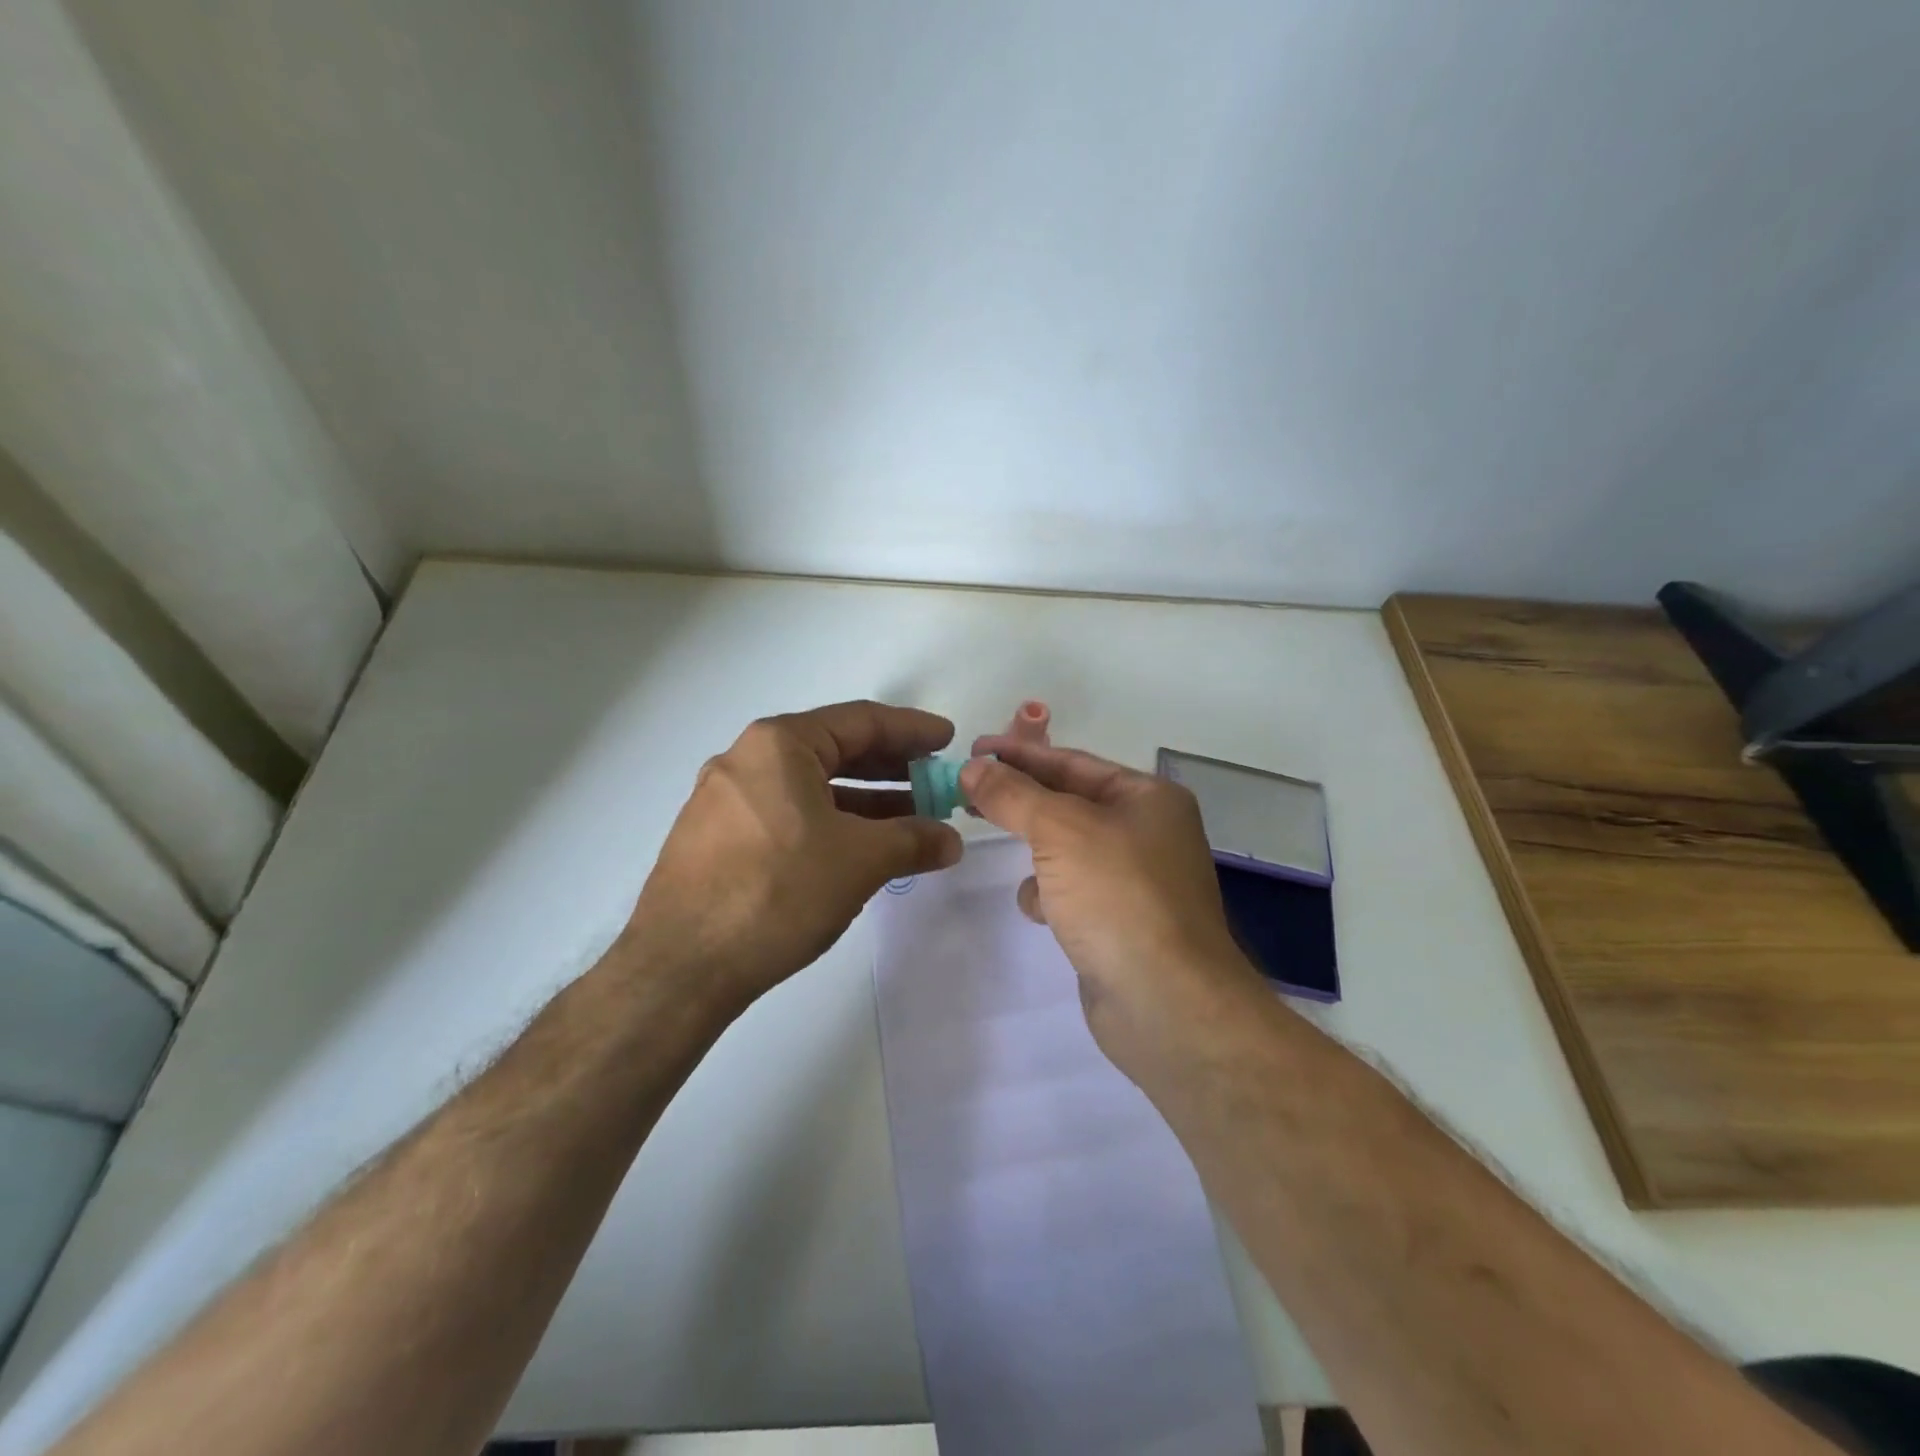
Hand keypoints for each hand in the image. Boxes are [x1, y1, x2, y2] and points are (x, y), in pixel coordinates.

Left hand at [626, 701, 963, 1011]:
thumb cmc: (777, 891)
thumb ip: (913, 840)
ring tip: (908, 822)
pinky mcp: (717, 838)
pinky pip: (787, 815)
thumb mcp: (860, 861)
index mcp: (779, 744)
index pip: (860, 721)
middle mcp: (747, 760)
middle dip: (890, 769)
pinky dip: (829, 824)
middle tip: (933, 784)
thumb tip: (950, 841)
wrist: (681, 966)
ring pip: (810, 787)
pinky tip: (857, 850)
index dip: (911, 730)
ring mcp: (725, 800)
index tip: (947, 741)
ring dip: (864, 802)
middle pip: (834, 751)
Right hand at [959, 742, 1263, 1061]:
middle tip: (967, 791)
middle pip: (1069, 803)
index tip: (974, 750)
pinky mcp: (1119, 923)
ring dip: (1036, 850)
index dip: (1021, 754)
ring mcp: (1135, 881)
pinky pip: (1072, 891)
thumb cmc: (1118, 895)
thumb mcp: (1060, 829)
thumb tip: (974, 767)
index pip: (1073, 762)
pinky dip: (1050, 895)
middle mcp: (1148, 833)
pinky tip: (1041, 910)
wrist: (1165, 1002)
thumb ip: (1013, 794)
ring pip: (1067, 849)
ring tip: (1001, 847)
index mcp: (1148, 799)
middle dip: (1021, 800)